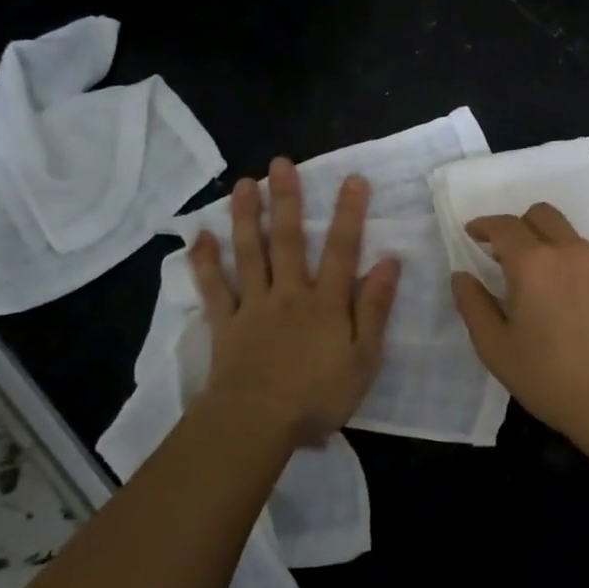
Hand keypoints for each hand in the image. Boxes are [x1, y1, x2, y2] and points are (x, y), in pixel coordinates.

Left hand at [189, 158, 400, 446]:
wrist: (257, 424)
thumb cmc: (318, 396)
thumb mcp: (364, 358)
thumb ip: (374, 309)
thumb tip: (388, 262)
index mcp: (326, 303)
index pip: (341, 249)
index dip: (349, 213)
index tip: (353, 178)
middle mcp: (289, 293)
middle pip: (287, 240)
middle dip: (286, 199)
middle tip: (281, 163)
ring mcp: (253, 306)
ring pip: (249, 253)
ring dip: (245, 216)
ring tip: (243, 184)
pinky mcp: (225, 324)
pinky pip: (214, 288)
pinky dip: (205, 262)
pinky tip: (200, 235)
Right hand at [450, 203, 588, 439]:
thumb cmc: (550, 377)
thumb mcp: (496, 348)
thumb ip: (474, 305)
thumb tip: (462, 276)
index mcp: (533, 262)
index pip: (504, 225)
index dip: (484, 226)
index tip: (472, 235)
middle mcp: (570, 251)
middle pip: (542, 215)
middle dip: (518, 225)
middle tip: (505, 255)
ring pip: (568, 235)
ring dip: (547, 243)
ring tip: (539, 282)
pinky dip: (572, 264)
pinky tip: (570, 301)